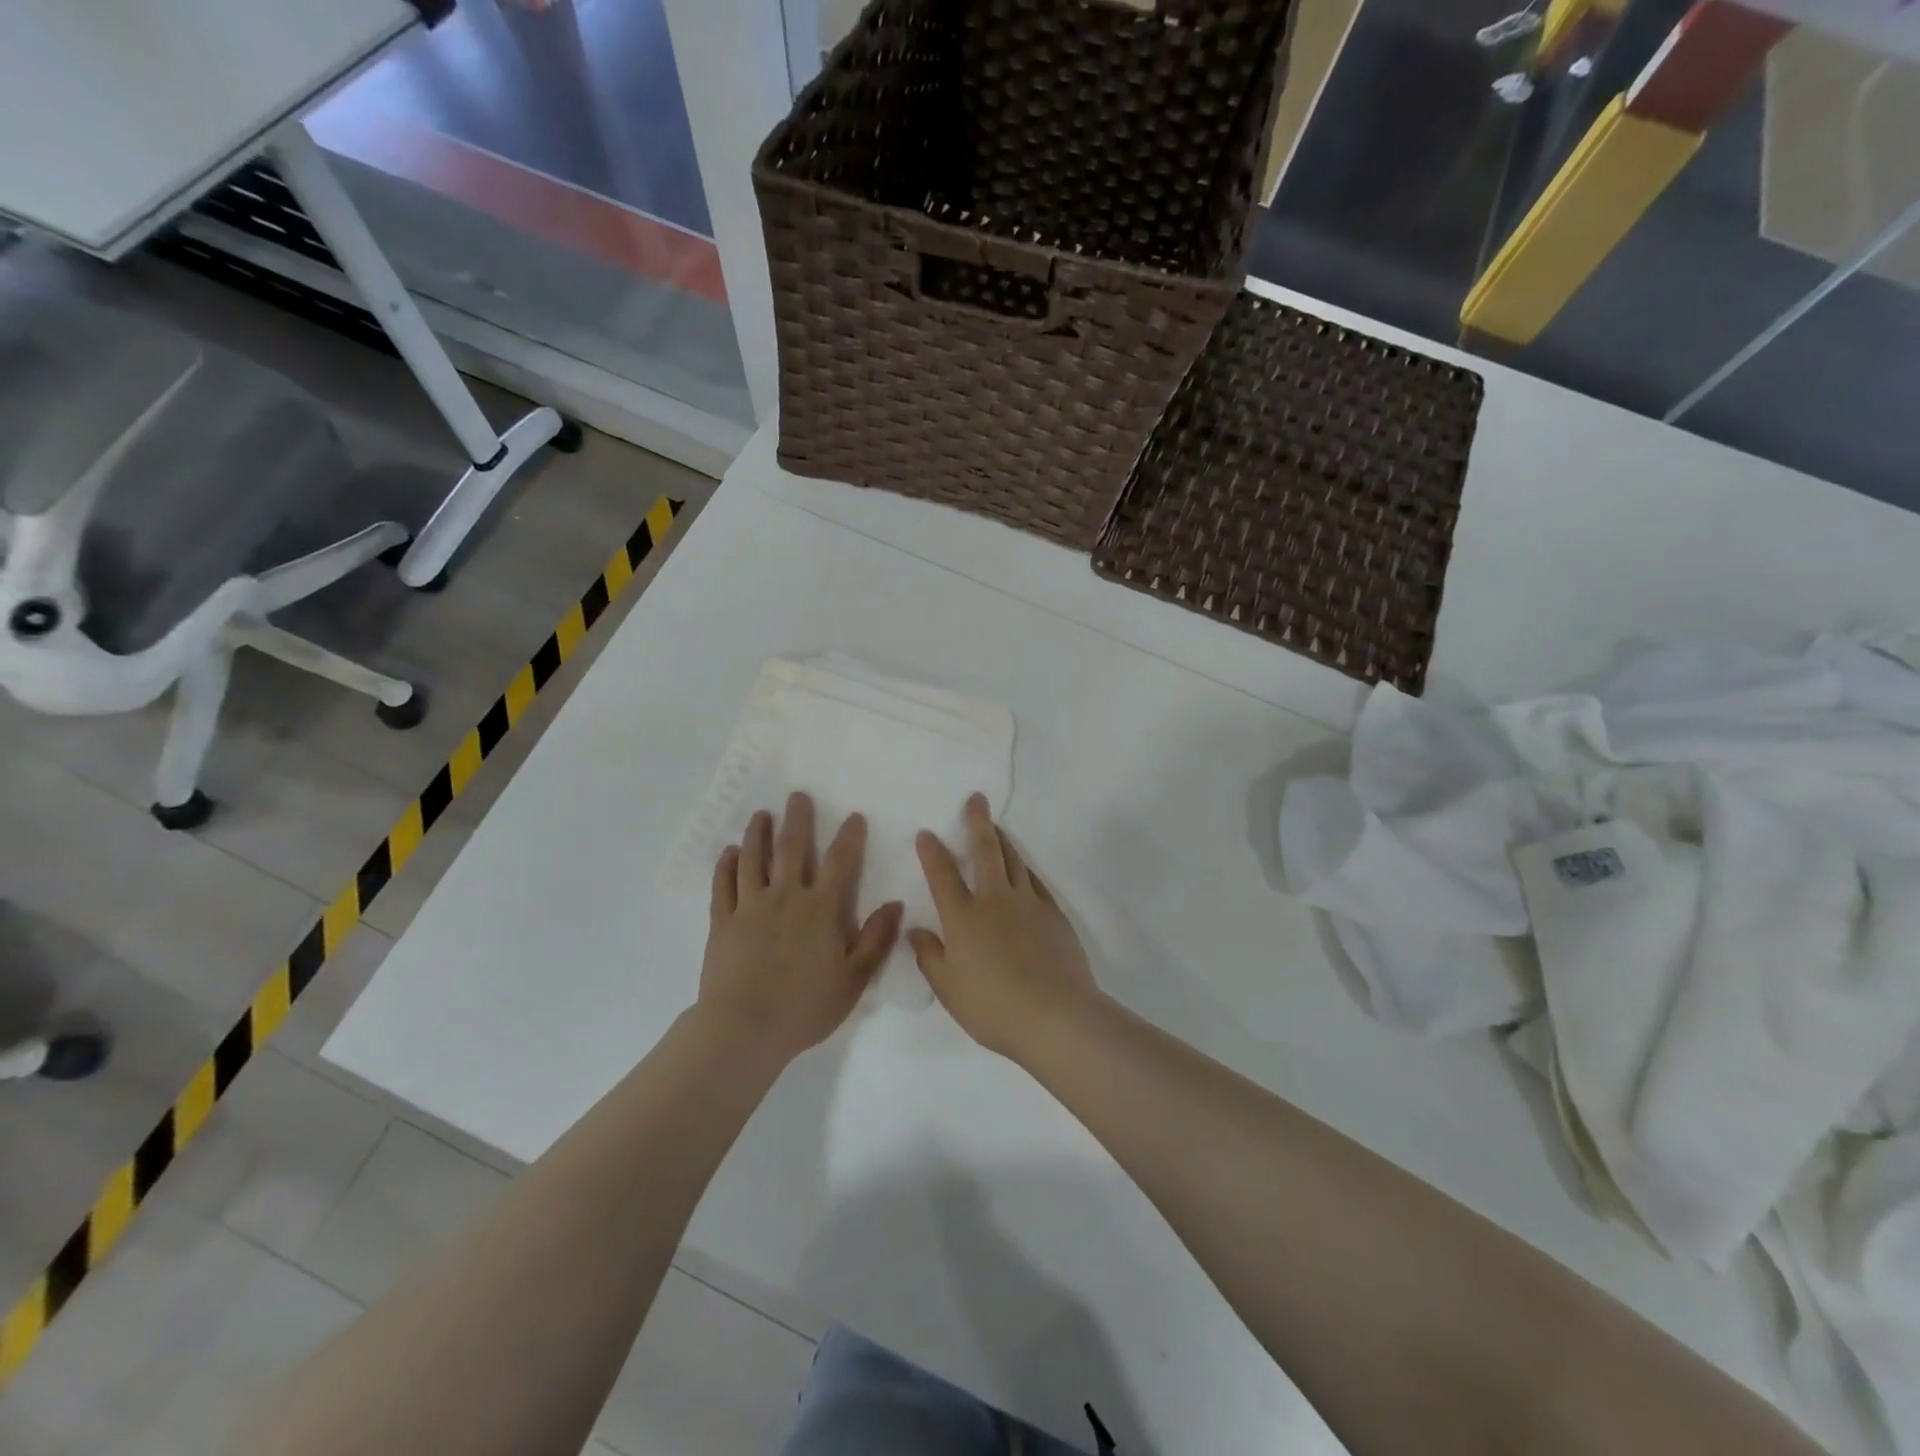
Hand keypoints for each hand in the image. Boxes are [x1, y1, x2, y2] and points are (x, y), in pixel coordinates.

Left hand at [700, 793, 902, 1063]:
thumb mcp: (853, 980)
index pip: (840, 863)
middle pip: (792, 849)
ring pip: (754, 860)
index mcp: (820, 910)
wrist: (744, 1029)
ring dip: (759, 834)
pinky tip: (728, 852)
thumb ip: (876, 940)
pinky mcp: (722, 922)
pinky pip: (723, 885)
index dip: (849, 837)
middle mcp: (785, 897)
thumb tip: (895, 904)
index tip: (853, 816)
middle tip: (797, 796)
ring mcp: (750, 907)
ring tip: (761, 815)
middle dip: (797, 820)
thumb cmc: (804, 1007)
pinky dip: (725, 866)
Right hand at [910, 794, 1101, 1061]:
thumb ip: (930, 957)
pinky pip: (1035, 880)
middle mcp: (994, 900)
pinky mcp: (1053, 913)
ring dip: (1002, 839)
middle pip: (985, 851)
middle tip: (977, 799)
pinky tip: (1023, 867)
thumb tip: (916, 930)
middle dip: (978, 822)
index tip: (927, 833)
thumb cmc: (993, 1007)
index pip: (942, 875)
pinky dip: (1025, 868)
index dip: (932, 852)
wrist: (1055, 1015)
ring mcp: (1027, 903)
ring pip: (1013, 860)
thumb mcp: (949, 989)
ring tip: (996, 825)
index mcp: (963, 917)